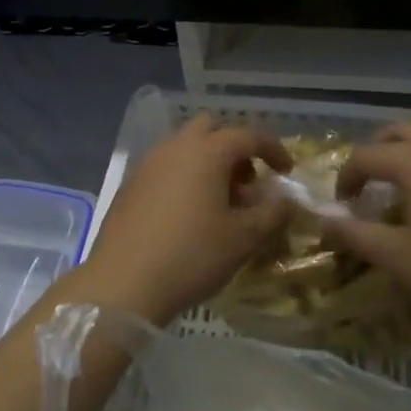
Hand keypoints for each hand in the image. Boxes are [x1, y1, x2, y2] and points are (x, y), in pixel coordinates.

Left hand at [77, 116, 292, 325]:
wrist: (123, 281)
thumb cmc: (192, 255)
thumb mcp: (243, 238)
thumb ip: (272, 213)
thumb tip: (286, 199)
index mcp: (207, 151)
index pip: (248, 135)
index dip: (273, 149)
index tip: (287, 171)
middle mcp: (176, 146)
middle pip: (211, 129)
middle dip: (234, 148)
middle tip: (247, 183)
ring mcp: (149, 163)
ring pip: (186, 146)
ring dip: (209, 162)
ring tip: (220, 202)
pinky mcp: (131, 183)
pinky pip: (166, 166)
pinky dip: (185, 176)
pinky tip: (189, 213)